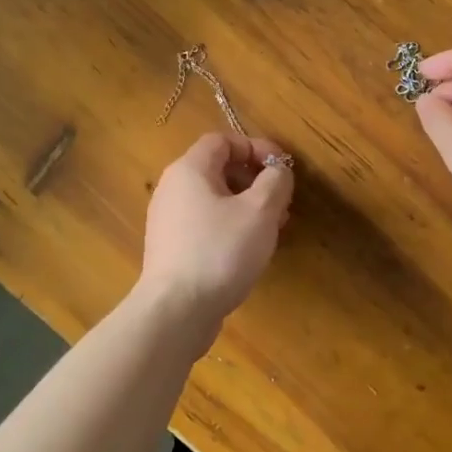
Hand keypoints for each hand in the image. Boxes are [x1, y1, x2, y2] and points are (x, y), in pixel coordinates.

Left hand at [137, 133, 294, 343]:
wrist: (176, 311)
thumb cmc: (220, 251)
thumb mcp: (260, 211)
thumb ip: (276, 182)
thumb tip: (278, 171)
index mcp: (189, 170)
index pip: (223, 140)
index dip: (256, 148)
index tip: (282, 169)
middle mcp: (173, 189)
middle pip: (219, 169)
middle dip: (255, 181)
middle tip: (281, 203)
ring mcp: (168, 221)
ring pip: (214, 200)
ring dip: (247, 207)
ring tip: (272, 229)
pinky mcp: (171, 249)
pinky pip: (206, 224)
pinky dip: (231, 227)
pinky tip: (249, 251)